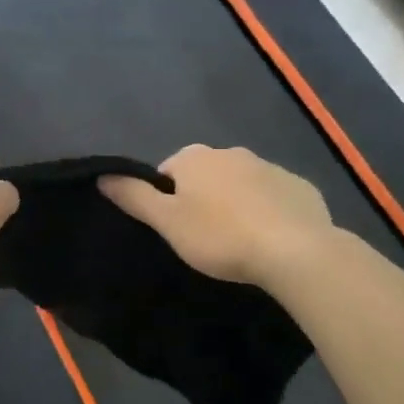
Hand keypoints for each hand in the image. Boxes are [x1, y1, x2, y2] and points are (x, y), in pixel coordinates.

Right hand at [100, 145, 336, 288]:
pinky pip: (275, 197)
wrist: (295, 251)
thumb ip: (134, 197)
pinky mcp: (301, 187)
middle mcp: (232, 152)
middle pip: (205, 175)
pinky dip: (269, 212)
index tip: (175, 229)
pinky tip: (271, 240)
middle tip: (205, 238)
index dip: (167, 200)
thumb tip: (103, 175)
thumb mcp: (167, 222)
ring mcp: (270, 167)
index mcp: (195, 157)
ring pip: (241, 184)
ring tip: (239, 242)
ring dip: (236, 204)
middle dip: (203, 199)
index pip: (168, 171)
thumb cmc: (220, 236)